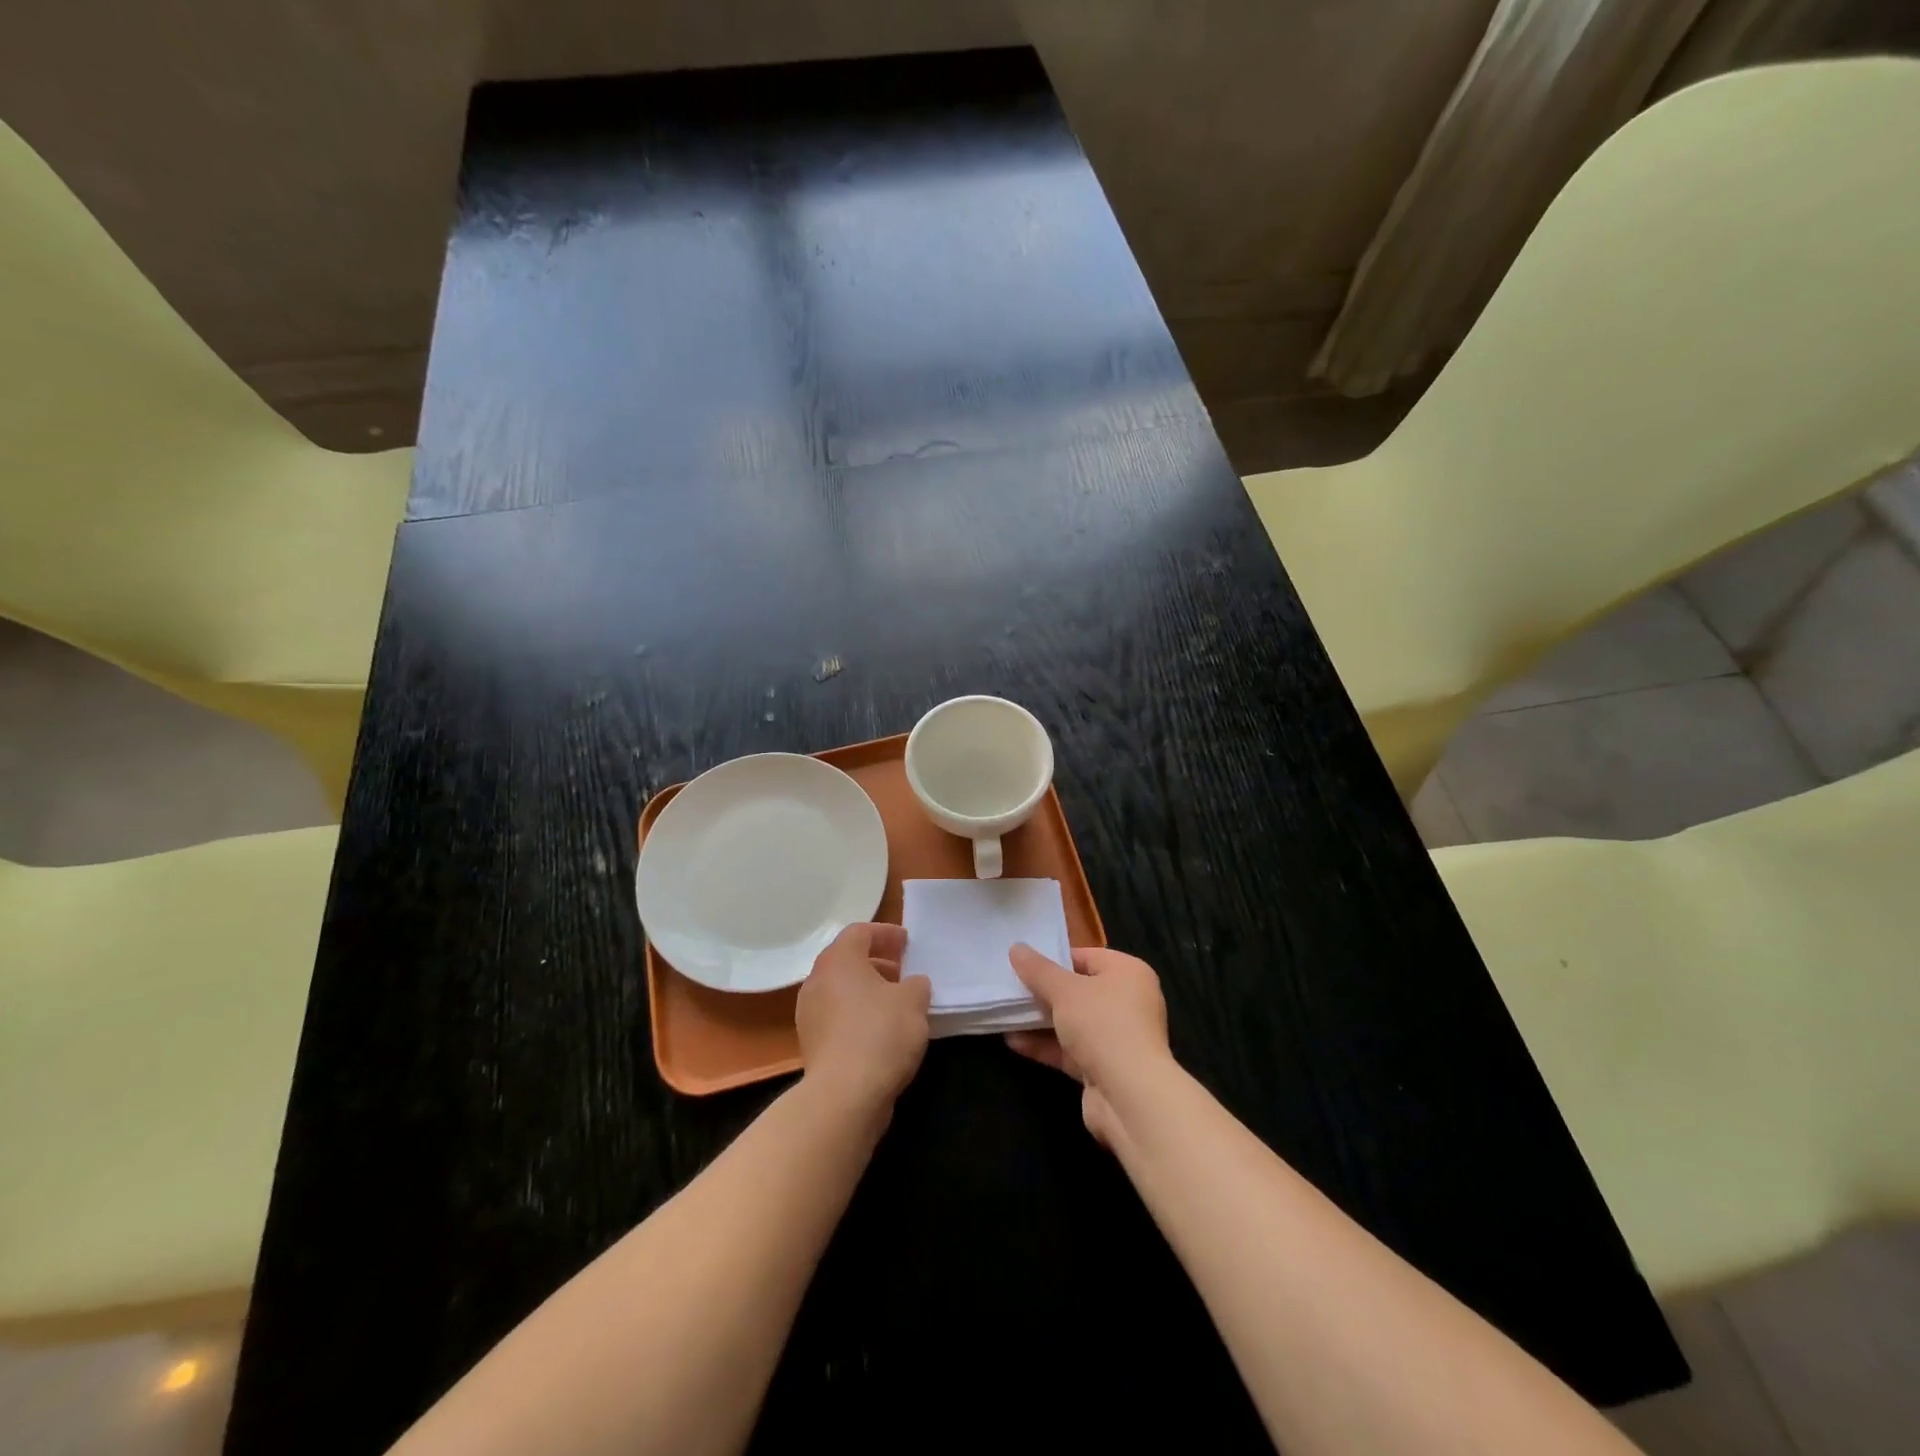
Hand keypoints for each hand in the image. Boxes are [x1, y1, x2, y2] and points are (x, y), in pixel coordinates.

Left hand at [796, 923, 930, 1117]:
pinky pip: (836, 1015)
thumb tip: (912, 985)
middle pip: (846, 959)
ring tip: (894, 1001)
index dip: (885, 933)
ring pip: (840, 988)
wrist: (844, 1095)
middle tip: (902, 970)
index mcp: (839, 960)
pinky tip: (880, 1029)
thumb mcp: (913, 1002)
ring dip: (866, 989)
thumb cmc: (881, 1034)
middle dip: (876, 961)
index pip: (860, 932)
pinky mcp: (811, 1042)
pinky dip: (857, 1012)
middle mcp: (817, 980)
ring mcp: (809, 1013)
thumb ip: (916, 985)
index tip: (907, 943)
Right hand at [1005, 945, 1170, 1145]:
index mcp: (1128, 973)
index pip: (1086, 957)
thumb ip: (1038, 970)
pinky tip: (1013, 1041)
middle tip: (1010, 987)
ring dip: (1039, 1020)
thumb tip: (1016, 947)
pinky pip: (1070, 1049)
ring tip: (1004, 1013)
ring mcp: (1116, 1037)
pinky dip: (1045, 1045)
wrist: (1130, 1097)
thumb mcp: (1064, 990)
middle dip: (1043, 992)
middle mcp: (1127, 1002)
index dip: (1054, 959)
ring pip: (1072, 1022)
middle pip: (1078, 990)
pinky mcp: (1104, 1068)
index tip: (1022, 963)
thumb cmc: (1102, 1025)